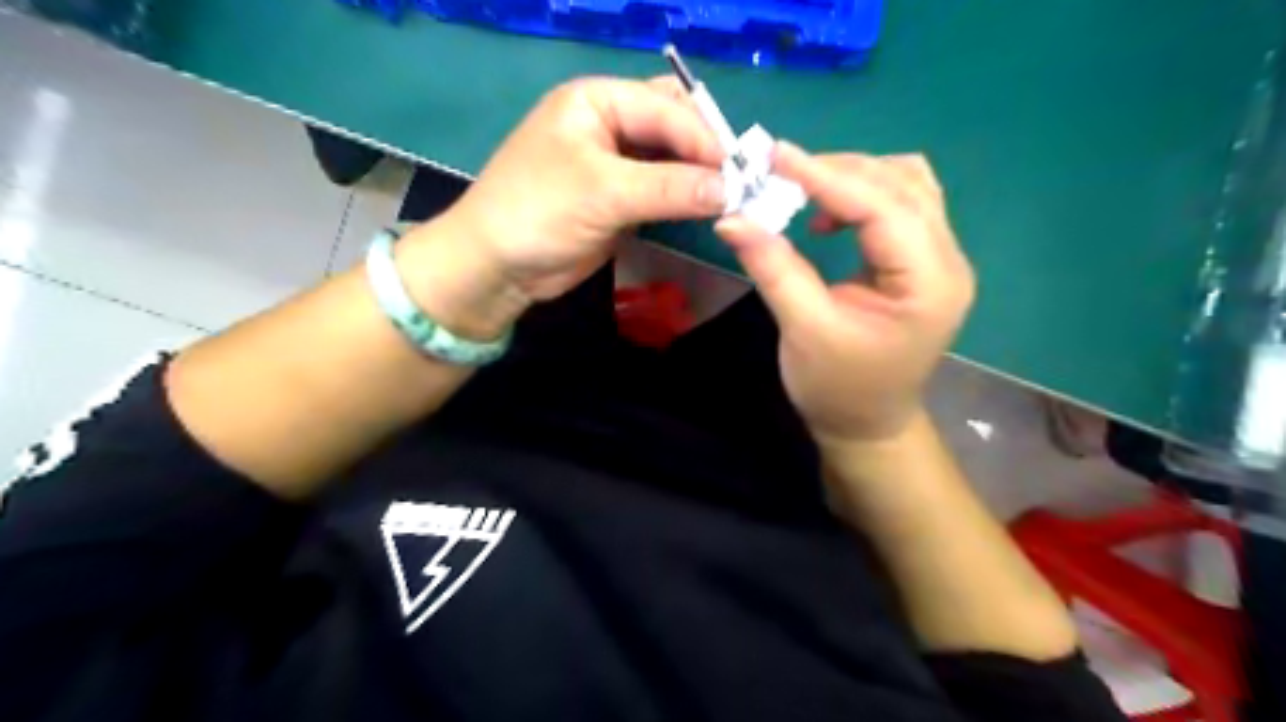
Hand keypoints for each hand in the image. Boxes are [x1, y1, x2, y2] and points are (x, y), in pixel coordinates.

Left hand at [397, 76, 728, 334]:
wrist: (497, 267)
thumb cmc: (538, 213)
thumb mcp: (604, 192)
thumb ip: (671, 188)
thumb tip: (732, 189)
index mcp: (597, 100)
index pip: (667, 108)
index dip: (706, 140)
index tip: (744, 173)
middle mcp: (609, 123)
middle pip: (673, 127)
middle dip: (707, 153)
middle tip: (744, 183)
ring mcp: (616, 163)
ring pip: (672, 161)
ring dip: (700, 179)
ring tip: (736, 199)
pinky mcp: (620, 199)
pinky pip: (663, 191)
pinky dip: (686, 200)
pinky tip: (709, 210)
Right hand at [713, 141, 974, 441]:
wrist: (868, 425)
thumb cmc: (838, 388)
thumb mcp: (803, 330)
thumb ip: (773, 267)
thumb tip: (731, 217)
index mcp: (929, 284)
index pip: (884, 207)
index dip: (828, 176)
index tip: (776, 155)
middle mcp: (947, 261)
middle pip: (903, 184)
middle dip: (840, 170)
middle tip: (780, 172)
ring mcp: (940, 259)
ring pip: (907, 186)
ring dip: (854, 177)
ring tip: (804, 188)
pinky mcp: (921, 262)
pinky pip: (899, 206)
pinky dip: (861, 196)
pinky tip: (828, 216)